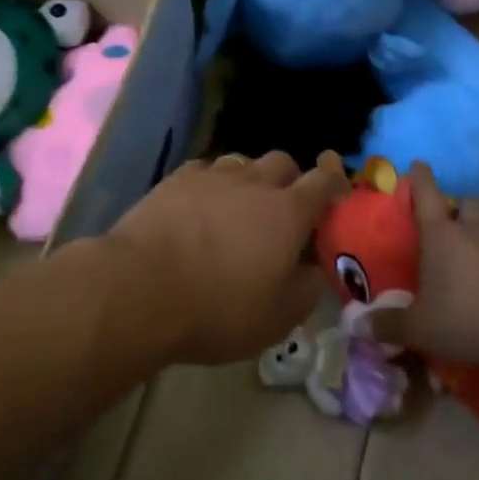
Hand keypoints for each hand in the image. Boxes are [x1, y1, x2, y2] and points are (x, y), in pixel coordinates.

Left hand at [108, 151, 350, 364]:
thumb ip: (307, 287)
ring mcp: (213, 176)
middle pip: (283, 162)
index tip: (336, 189)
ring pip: (242, 162)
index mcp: (287, 212)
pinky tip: (200, 205)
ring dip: (249, 180)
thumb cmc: (218, 308)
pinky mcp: (176, 179)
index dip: (334, 181)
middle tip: (282, 209)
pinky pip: (205, 170)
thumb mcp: (278, 317)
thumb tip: (314, 267)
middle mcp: (254, 183)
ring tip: (238, 207)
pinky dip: (212, 184)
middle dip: (290, 180)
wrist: (141, 289)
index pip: (323, 181)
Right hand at [378, 162, 478, 363]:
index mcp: (440, 235)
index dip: (421, 178)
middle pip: (467, 201)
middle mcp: (474, 228)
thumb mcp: (419, 328)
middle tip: (456, 218)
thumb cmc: (464, 321)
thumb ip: (388, 324)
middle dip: (460, 206)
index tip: (419, 163)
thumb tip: (355, 326)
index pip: (427, 195)